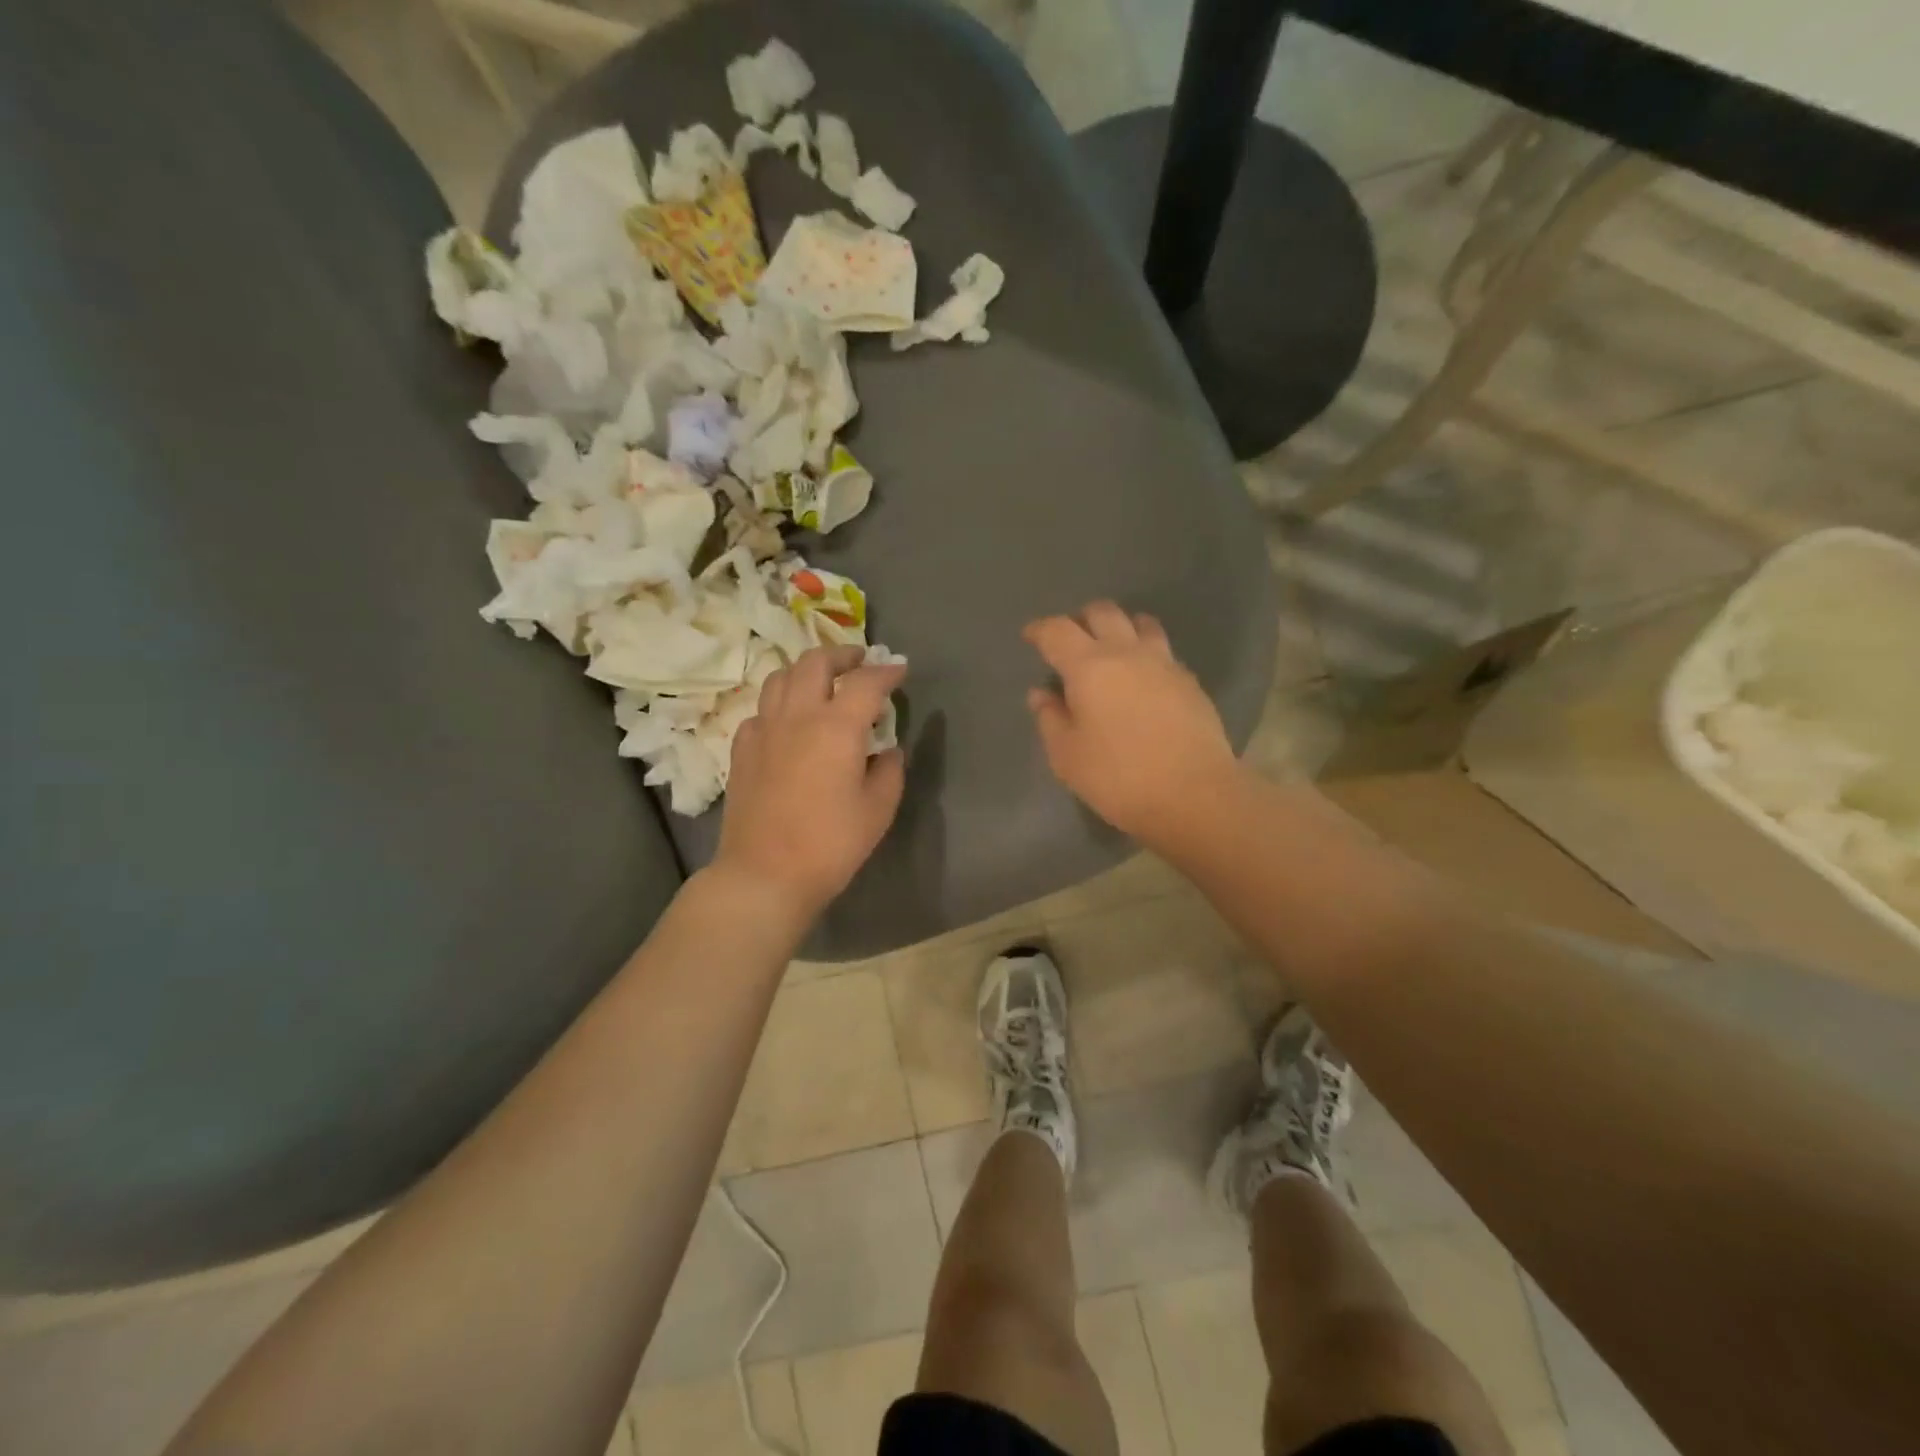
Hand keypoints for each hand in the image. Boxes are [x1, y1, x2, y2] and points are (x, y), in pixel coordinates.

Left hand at [714, 645, 906, 922]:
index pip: (866, 681)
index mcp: (837, 727)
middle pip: (816, 662)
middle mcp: (798, 715)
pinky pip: (762, 708)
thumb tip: (888, 750)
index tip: (900, 669)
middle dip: (842, 654)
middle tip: (860, 661)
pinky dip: (781, 702)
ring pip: (781, 677)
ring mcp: (764, 729)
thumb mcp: (878, 810)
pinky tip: (790, 720)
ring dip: (807, 670)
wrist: (765, 874)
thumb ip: (890, 770)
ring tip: (823, 682)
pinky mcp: (742, 748)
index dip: (887, 671)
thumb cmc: (831, 844)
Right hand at [1024, 602, 1241, 845]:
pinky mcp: (1190, 682)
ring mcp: (1164, 664)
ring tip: (1114, 648)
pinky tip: (1144, 678)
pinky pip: (1164, 652)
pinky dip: (1147, 653)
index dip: (1040, 629)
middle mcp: (1127, 653)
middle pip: (1103, 613)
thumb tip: (1042, 694)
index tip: (1031, 636)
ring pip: (1141, 623)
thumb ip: (1050, 719)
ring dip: (1122, 627)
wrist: (1193, 794)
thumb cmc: (1118, 777)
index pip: (1057, 631)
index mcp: (1089, 667)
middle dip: (1082, 619)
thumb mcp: (1067, 756)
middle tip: (1072, 639)